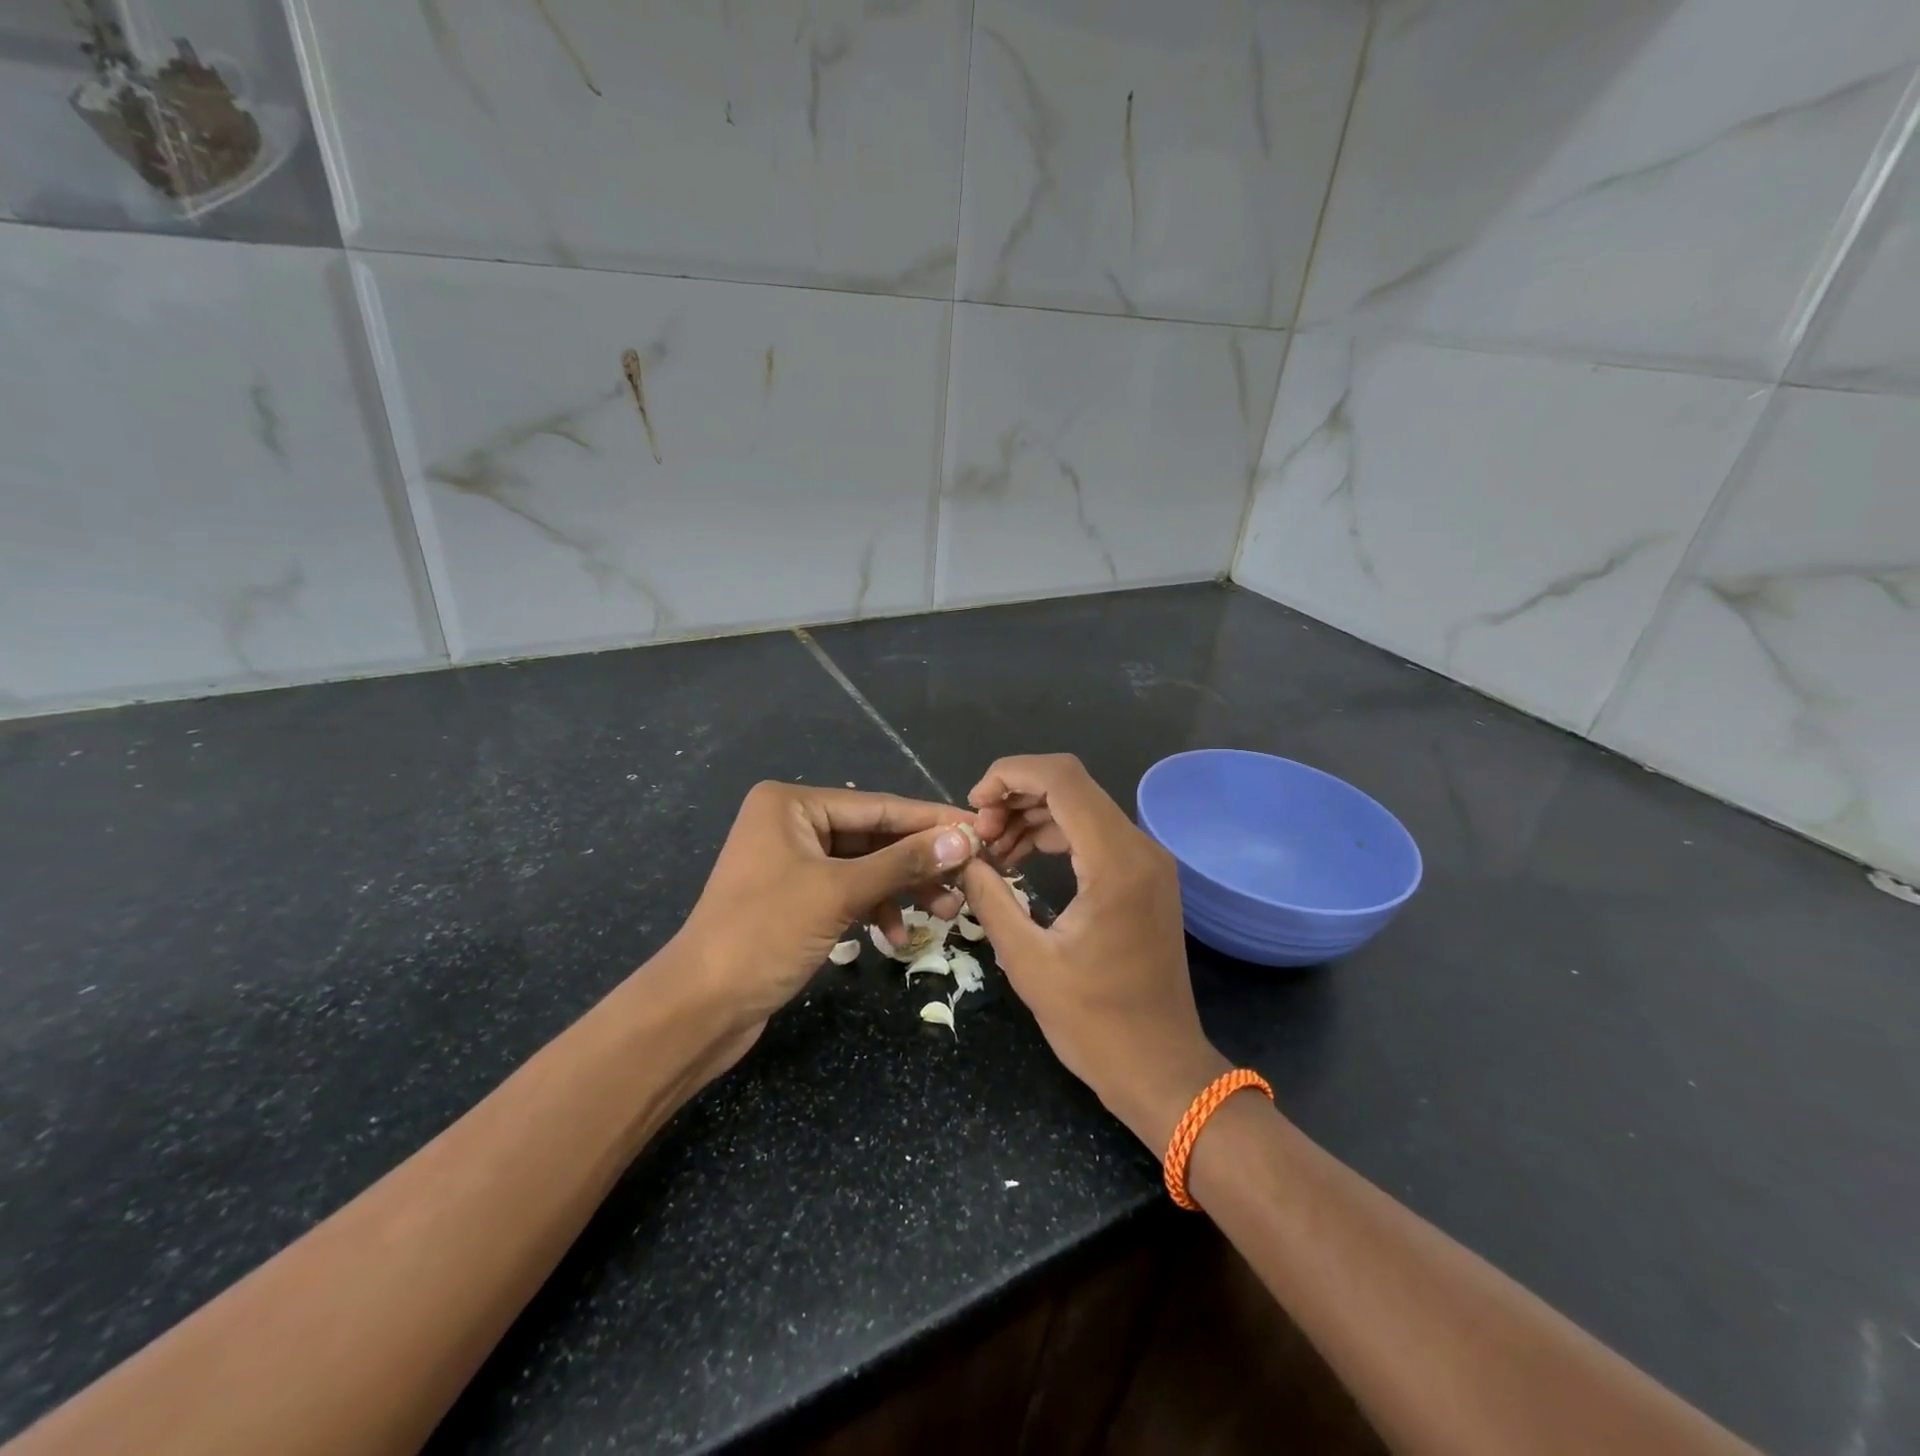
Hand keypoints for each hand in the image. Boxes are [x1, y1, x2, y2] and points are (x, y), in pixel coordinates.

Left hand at [672, 782, 979, 1063]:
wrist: (699, 1007)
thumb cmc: (765, 934)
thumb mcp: (839, 893)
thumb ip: (903, 862)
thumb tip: (964, 838)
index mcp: (792, 804)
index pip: (878, 807)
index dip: (931, 821)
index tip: (981, 829)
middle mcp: (792, 823)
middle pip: (874, 837)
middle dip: (919, 862)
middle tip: (968, 879)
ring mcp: (792, 862)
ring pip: (865, 867)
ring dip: (903, 889)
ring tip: (946, 913)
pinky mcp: (795, 898)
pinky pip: (848, 892)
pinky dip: (874, 910)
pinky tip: (894, 937)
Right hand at [960, 755, 1227, 1151]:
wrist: (1161, 1067)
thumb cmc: (1094, 1023)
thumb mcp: (1027, 961)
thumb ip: (990, 898)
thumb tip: (962, 857)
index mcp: (1114, 862)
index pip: (1061, 779)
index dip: (1009, 775)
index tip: (974, 807)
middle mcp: (1139, 848)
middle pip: (1071, 785)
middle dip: (1016, 795)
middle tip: (979, 833)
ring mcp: (1148, 861)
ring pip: (1082, 806)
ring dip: (1033, 814)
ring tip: (992, 847)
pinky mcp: (1145, 877)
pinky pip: (1095, 834)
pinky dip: (1056, 834)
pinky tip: (1022, 858)